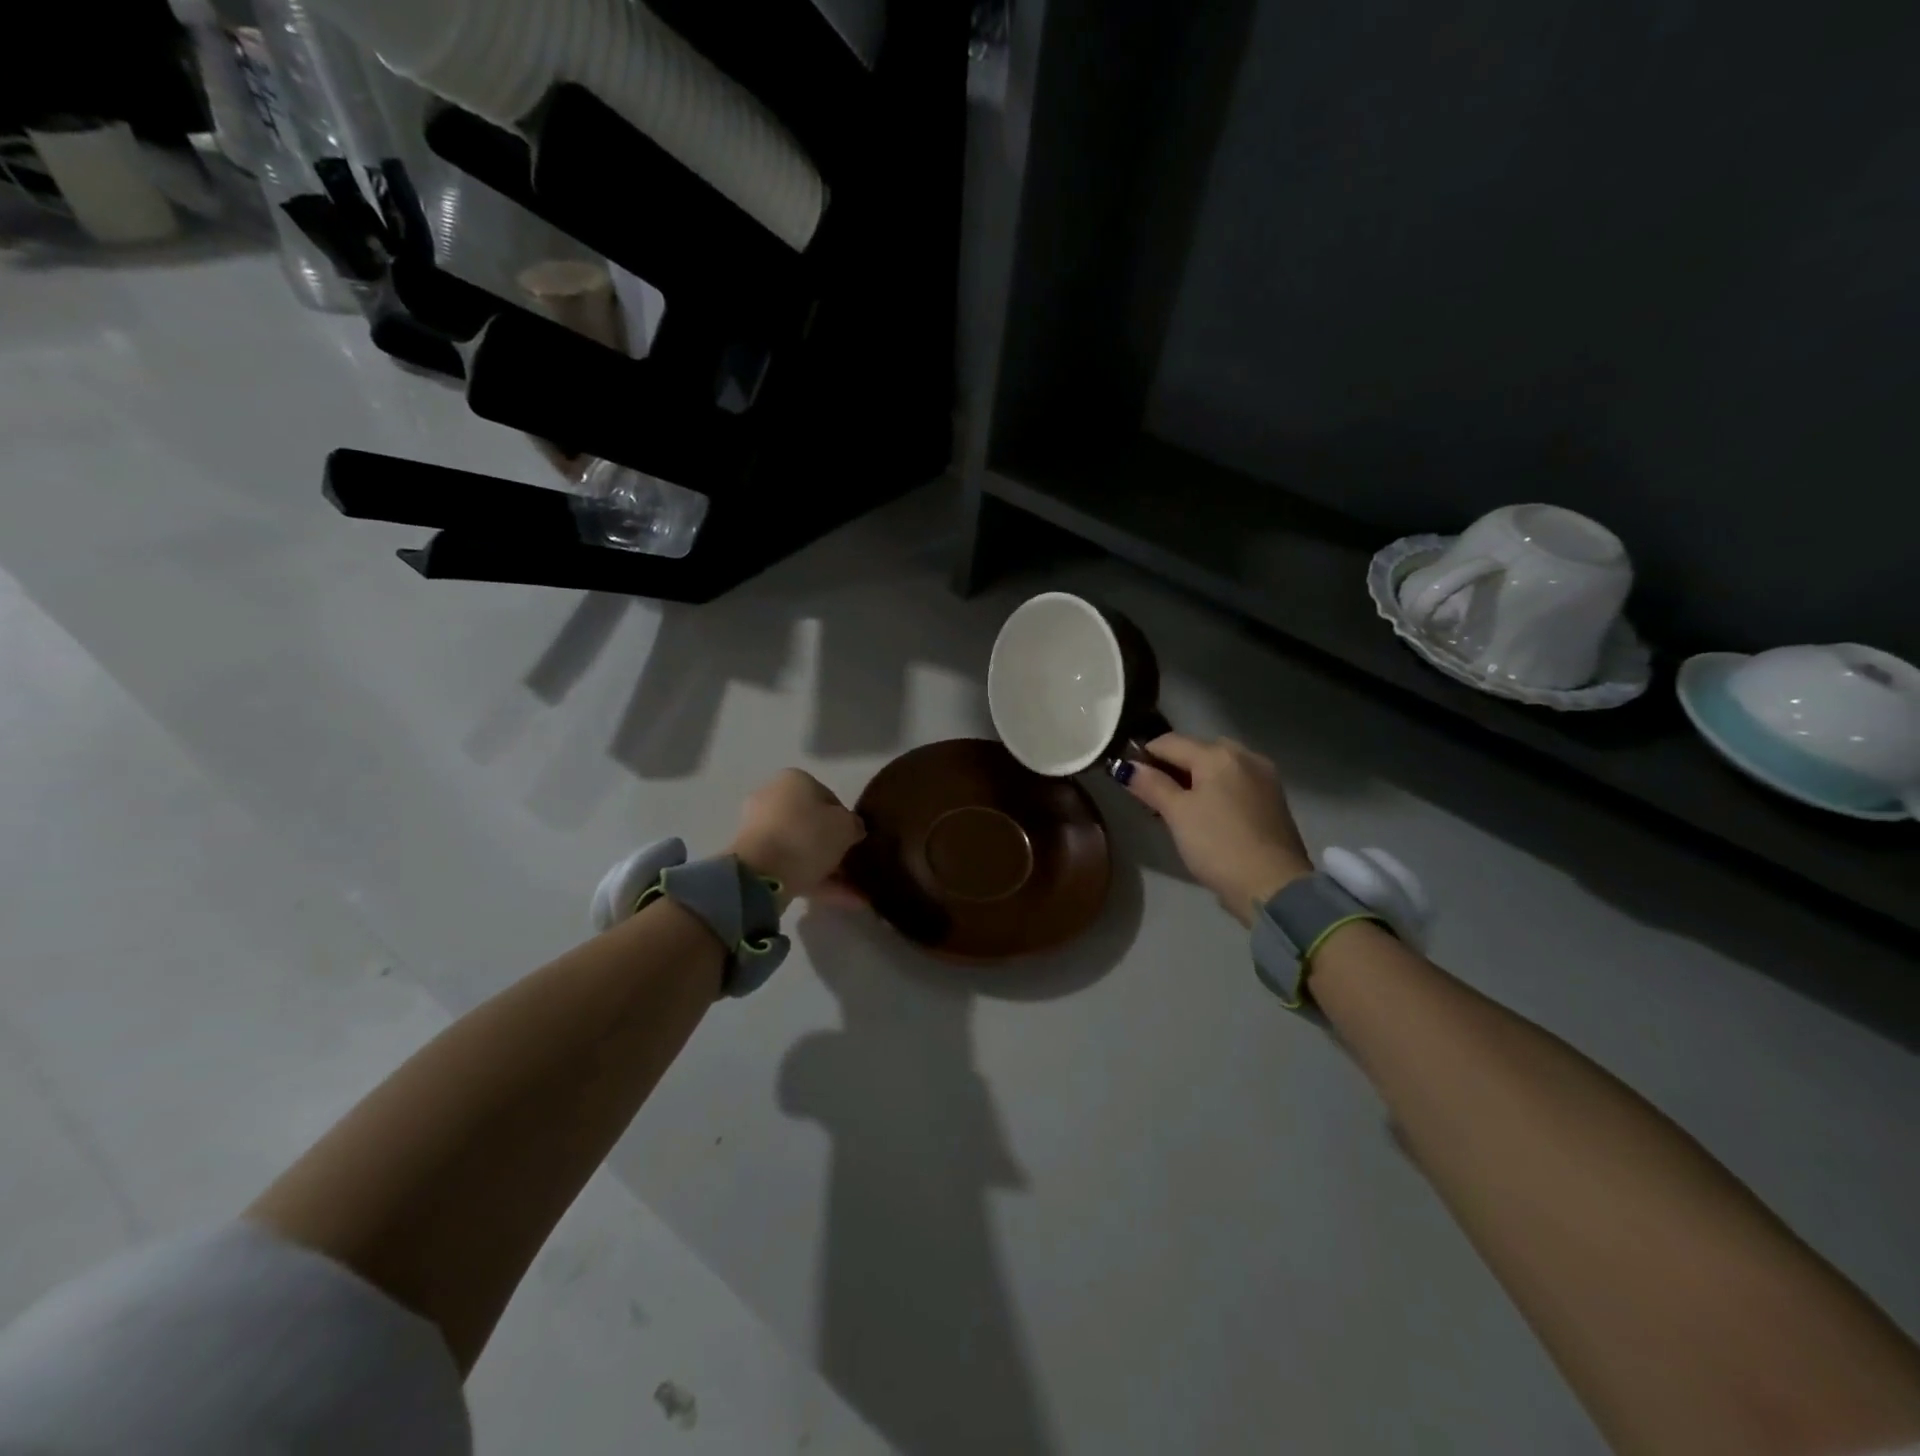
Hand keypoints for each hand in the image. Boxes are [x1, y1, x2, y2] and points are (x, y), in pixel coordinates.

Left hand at [729, 769, 866, 906]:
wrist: (761, 873)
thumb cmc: (808, 836)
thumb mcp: (846, 826)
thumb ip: (854, 825)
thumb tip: (852, 829)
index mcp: (794, 780)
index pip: (828, 796)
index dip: (845, 818)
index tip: (855, 839)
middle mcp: (773, 798)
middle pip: (811, 823)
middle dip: (833, 845)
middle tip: (852, 863)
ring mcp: (760, 830)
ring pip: (801, 848)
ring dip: (827, 868)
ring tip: (854, 892)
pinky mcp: (754, 859)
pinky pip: (791, 866)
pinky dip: (815, 881)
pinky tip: (841, 900)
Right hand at [1119, 734, 1311, 924]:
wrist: (1274, 886)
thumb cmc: (1218, 845)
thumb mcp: (1177, 814)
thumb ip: (1151, 784)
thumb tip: (1126, 767)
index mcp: (1218, 754)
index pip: (1169, 742)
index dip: (1143, 755)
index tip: (1127, 776)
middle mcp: (1245, 756)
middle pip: (1196, 751)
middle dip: (1171, 767)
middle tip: (1151, 795)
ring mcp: (1263, 777)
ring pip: (1217, 767)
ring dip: (1193, 779)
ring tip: (1176, 807)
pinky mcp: (1273, 800)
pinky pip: (1234, 783)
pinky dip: (1215, 790)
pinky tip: (1206, 814)